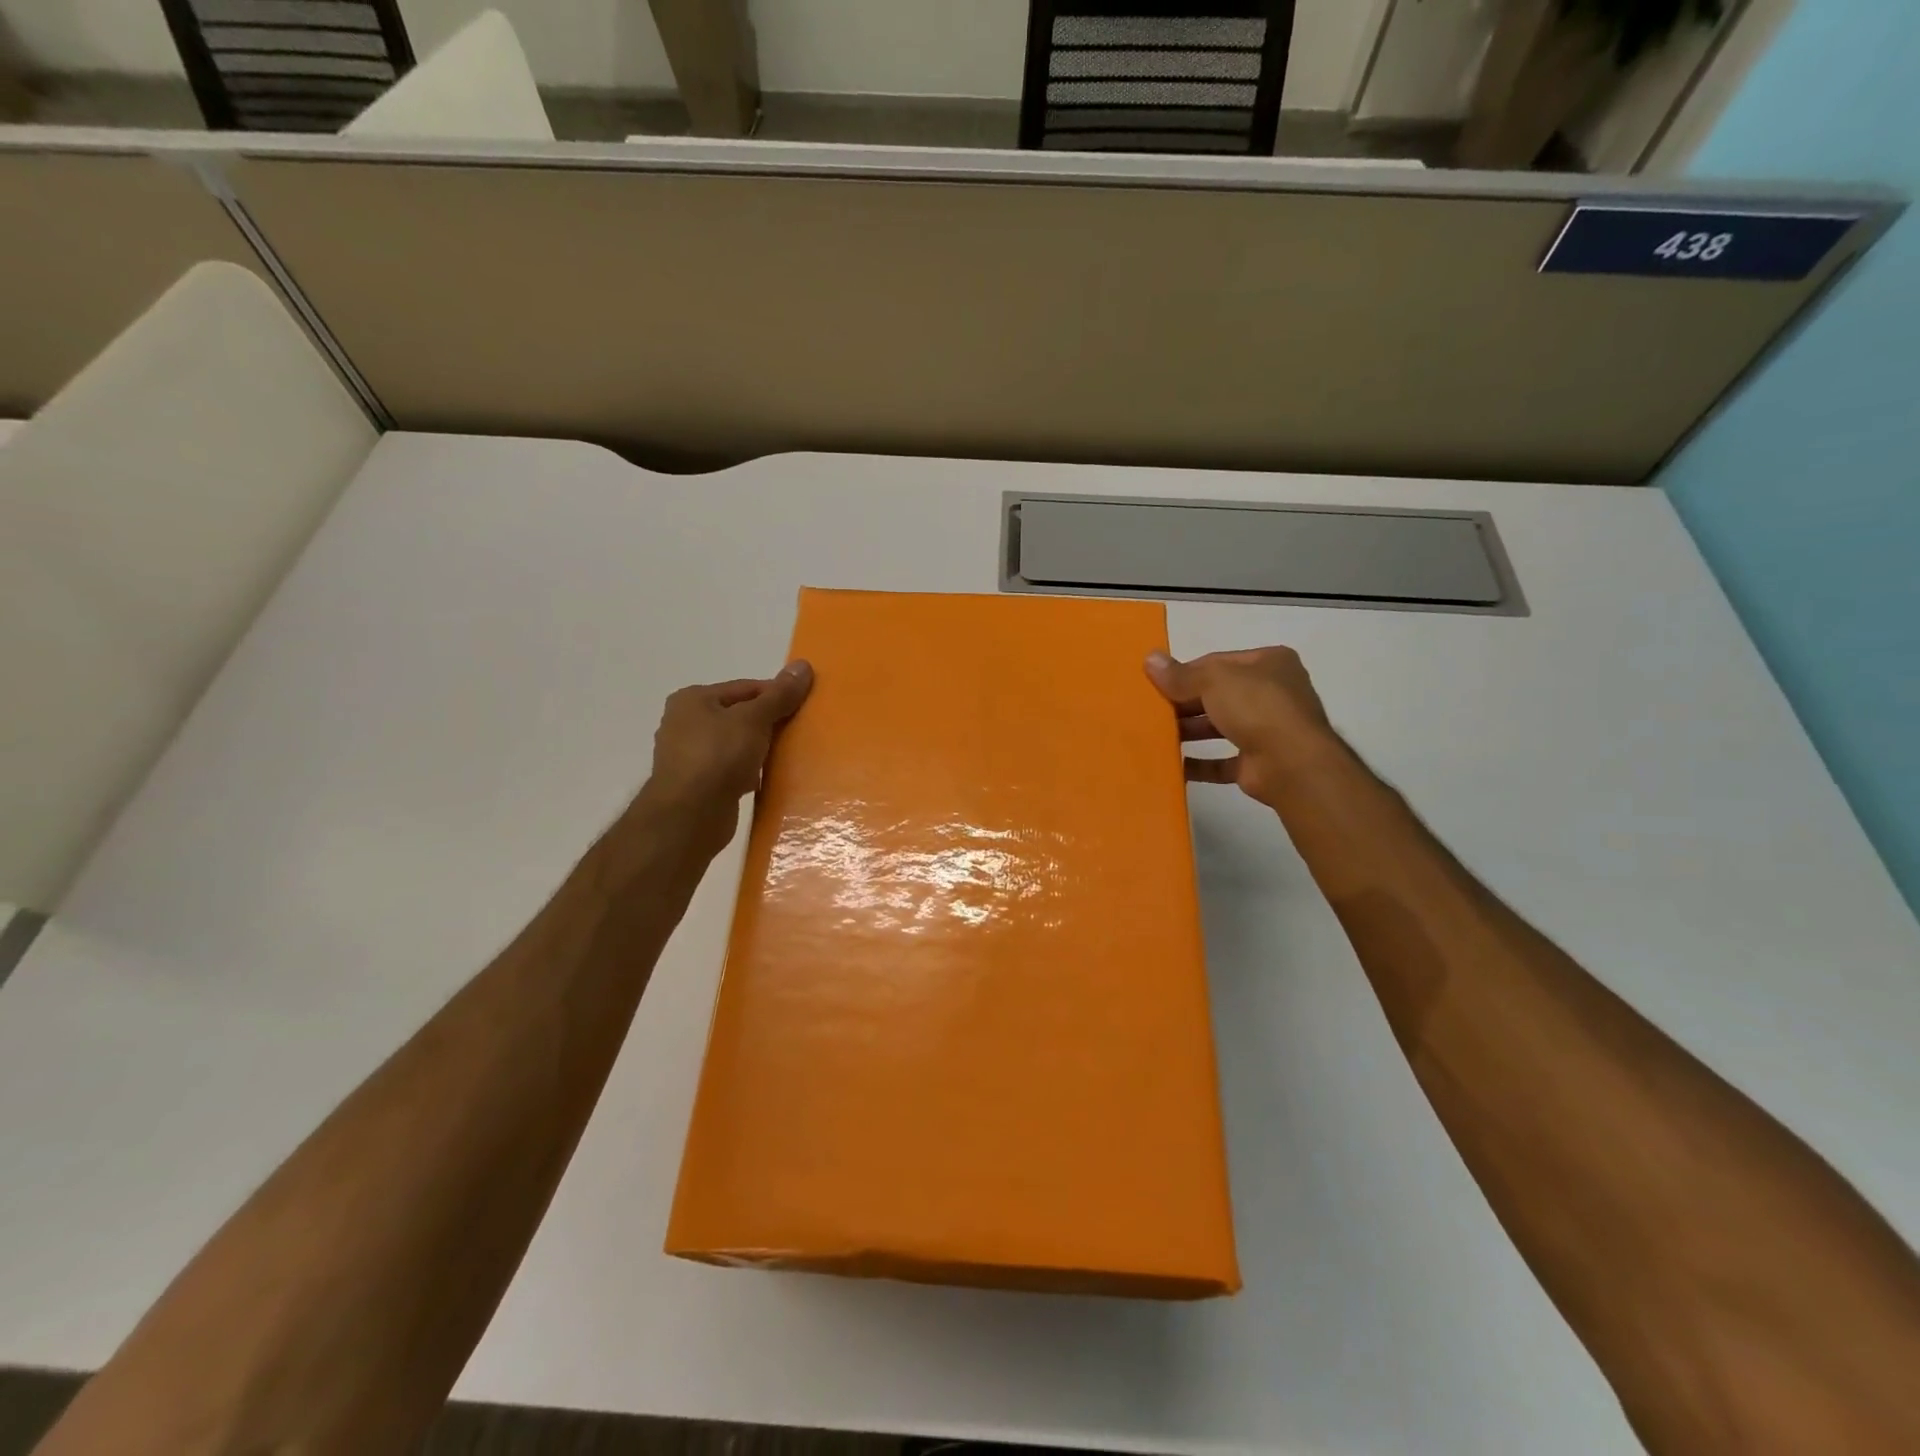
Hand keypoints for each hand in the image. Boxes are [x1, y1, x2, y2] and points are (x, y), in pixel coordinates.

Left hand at [638, 661, 813, 856]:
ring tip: (786, 757)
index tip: (802, 707)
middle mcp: (684, 723)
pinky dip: (747, 773)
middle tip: (798, 732)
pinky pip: (729, 771)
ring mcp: (688, 756)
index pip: (744, 688)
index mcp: (692, 699)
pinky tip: (765, 780)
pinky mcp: (696, 785)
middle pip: (739, 716)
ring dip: (758, 750)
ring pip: (735, 745)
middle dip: (767, 724)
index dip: (775, 695)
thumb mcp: (754, 719)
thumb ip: (779, 695)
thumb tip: (803, 665)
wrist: (689, 816)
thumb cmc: (718, 756)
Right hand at [1145, 647, 1338, 809]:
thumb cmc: (1257, 707)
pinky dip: (1199, 763)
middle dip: (1185, 703)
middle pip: (1218, 694)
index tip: (1157, 684)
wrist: (1292, 763)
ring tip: (1156, 736)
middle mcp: (1272, 693)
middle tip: (1152, 711)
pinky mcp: (1258, 762)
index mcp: (1269, 663)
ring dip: (1189, 731)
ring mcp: (1268, 729)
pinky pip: (1221, 761)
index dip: (1186, 672)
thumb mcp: (1213, 680)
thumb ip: (1180, 674)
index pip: (1218, 662)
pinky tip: (1173, 764)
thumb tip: (1150, 659)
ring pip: (1220, 727)